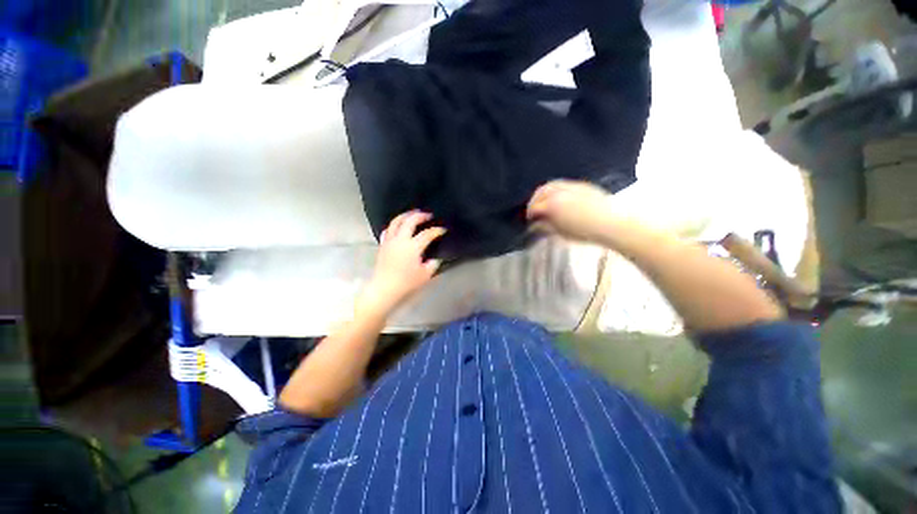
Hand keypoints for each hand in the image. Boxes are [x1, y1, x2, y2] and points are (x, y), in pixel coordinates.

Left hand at [358, 210, 445, 316]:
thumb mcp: (425, 275)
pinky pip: (388, 230)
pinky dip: (394, 225)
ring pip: (396, 221)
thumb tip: (435, 258)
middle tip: (428, 215)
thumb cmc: (406, 282)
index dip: (436, 230)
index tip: (443, 230)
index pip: (427, 234)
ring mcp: (390, 241)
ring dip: (405, 215)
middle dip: (420, 216)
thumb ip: (433, 264)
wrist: (385, 288)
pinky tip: (398, 226)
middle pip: (410, 221)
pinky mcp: (383, 245)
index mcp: (413, 246)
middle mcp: (401, 239)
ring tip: (412, 214)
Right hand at [526, 180, 613, 243]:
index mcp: (552, 205)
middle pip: (540, 192)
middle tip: (534, 209)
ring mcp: (571, 186)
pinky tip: (559, 197)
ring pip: (551, 184)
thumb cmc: (584, 232)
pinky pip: (563, 183)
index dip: (529, 214)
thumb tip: (534, 225)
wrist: (610, 224)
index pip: (534, 207)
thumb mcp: (560, 232)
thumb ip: (545, 227)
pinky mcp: (582, 185)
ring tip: (544, 202)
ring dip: (544, 192)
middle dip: (534, 200)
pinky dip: (556, 189)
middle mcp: (559, 192)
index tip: (529, 219)